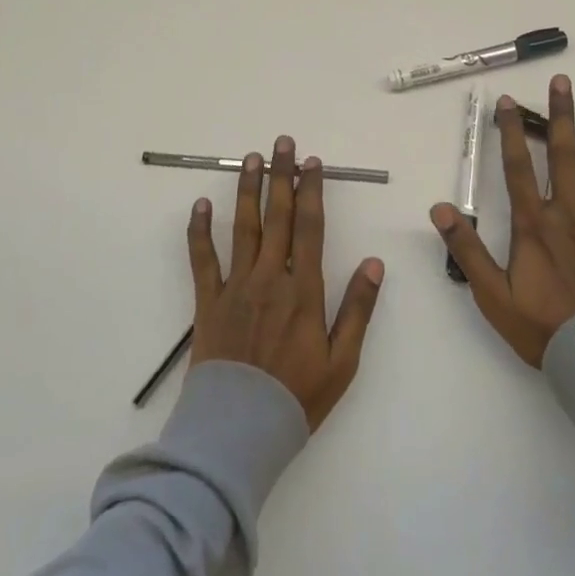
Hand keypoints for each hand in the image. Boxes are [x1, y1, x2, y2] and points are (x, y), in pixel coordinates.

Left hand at [187, 136, 385, 430]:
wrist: (239, 431)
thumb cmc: (297, 398)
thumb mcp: (342, 361)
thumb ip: (359, 309)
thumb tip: (374, 262)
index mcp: (304, 290)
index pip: (310, 228)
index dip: (311, 192)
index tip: (312, 164)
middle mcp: (270, 278)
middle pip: (277, 217)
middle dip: (281, 177)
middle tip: (282, 144)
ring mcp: (235, 287)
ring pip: (242, 227)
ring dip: (247, 190)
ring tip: (251, 159)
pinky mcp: (208, 301)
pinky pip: (202, 259)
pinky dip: (199, 230)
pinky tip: (201, 204)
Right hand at [432, 75, 574, 367]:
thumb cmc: (540, 327)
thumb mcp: (490, 293)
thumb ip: (466, 249)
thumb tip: (440, 208)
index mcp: (533, 224)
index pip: (518, 168)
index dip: (511, 133)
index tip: (508, 101)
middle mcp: (567, 215)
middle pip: (563, 156)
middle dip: (561, 117)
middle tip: (562, 82)